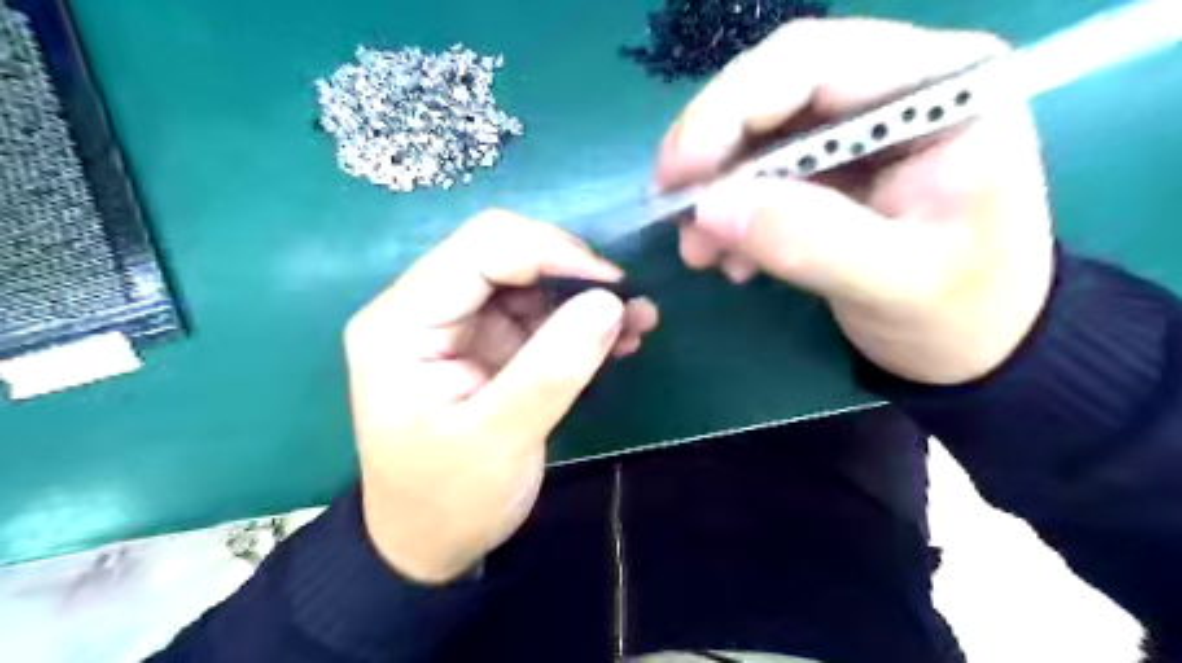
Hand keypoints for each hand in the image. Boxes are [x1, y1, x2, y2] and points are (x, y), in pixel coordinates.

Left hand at [341, 211, 660, 580]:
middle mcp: (423, 309)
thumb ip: (554, 367)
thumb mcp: (500, 439)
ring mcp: (456, 325)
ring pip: (527, 281)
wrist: (430, 545)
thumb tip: (610, 301)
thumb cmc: (449, 499)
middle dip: (571, 272)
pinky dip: (578, 322)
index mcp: (402, 322)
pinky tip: (617, 340)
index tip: (613, 285)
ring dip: (583, 297)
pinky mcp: (485, 344)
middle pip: (504, 253)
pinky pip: (537, 314)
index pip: (481, 249)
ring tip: (637, 321)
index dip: (552, 253)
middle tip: (627, 303)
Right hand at [657, 18, 1051, 382]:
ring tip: (700, 252)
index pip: (814, 62)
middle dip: (712, 152)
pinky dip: (732, 213)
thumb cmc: (960, 312)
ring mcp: (857, 127)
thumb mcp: (892, 282)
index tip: (676, 172)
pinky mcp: (830, 166)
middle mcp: (898, 87)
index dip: (729, 108)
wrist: (974, 345)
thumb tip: (708, 207)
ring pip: (756, 133)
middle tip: (671, 209)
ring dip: (716, 190)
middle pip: (773, 89)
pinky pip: (758, 173)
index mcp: (945, 86)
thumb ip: (806, 239)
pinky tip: (731, 257)